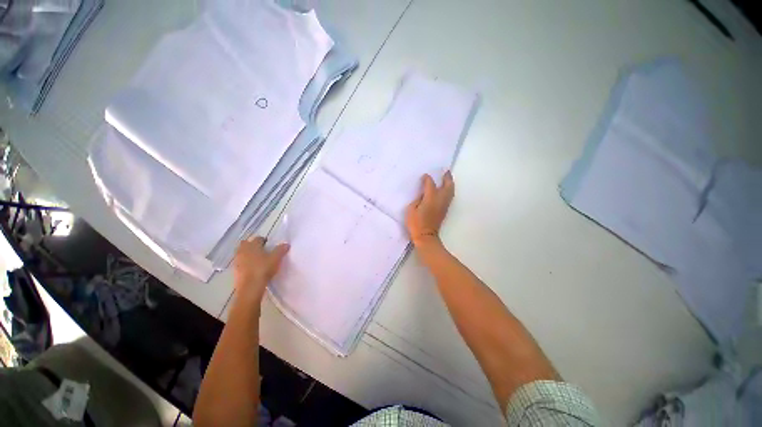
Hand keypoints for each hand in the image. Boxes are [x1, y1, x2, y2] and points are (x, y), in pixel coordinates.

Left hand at [232, 237, 288, 305]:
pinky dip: (245, 263)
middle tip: (261, 250)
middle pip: (246, 244)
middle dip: (252, 245)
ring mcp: (237, 261)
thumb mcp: (276, 258)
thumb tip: (286, 244)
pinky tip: (252, 268)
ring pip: (242, 253)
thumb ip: (281, 250)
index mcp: (252, 245)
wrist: (250, 287)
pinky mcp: (235, 270)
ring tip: (257, 260)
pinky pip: (240, 262)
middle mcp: (243, 251)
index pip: (258, 238)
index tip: (269, 245)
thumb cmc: (263, 268)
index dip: (264, 240)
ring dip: (248, 254)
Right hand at [405, 171, 454, 246]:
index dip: (427, 179)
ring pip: (451, 191)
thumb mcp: (411, 209)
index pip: (430, 184)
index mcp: (431, 197)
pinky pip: (449, 197)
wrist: (426, 236)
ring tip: (447, 178)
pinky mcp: (444, 210)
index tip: (424, 176)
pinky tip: (444, 190)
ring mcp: (444, 205)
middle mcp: (440, 199)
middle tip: (445, 171)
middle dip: (447, 178)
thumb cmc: (416, 223)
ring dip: (450, 183)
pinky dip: (448, 190)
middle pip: (447, 185)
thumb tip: (423, 195)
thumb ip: (418, 199)